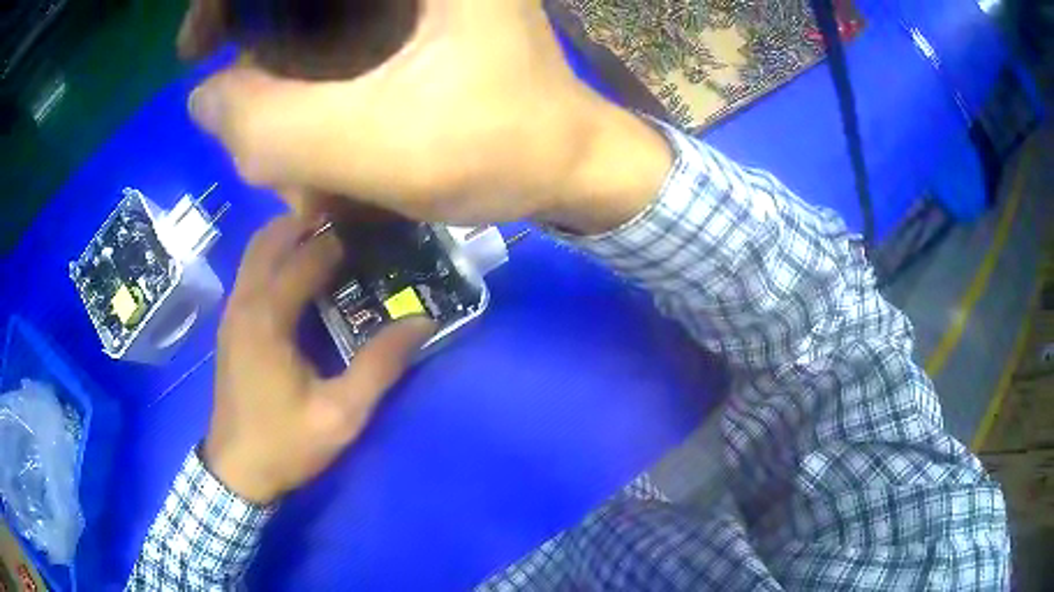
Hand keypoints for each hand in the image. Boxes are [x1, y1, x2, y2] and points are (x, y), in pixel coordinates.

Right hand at [179, 0, 670, 233]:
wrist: (568, 161)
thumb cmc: (499, 149)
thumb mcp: (378, 144)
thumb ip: (273, 126)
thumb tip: (203, 97)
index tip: (198, 47)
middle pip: (301, 0)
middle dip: (254, 45)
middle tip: (234, 106)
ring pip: (315, 18)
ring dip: (282, 78)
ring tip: (290, 152)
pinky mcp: (419, 16)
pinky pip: (340, 34)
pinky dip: (311, 79)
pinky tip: (317, 132)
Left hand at [204, 215, 434, 503]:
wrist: (236, 471)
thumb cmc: (285, 444)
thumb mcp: (341, 415)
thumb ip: (379, 366)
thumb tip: (421, 321)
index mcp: (268, 317)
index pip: (307, 256)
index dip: (343, 240)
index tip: (375, 234)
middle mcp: (244, 301)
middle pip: (272, 237)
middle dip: (310, 223)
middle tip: (352, 229)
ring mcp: (232, 311)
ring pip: (256, 250)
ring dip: (289, 236)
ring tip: (328, 242)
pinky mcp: (230, 324)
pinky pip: (251, 271)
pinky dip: (275, 257)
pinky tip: (299, 275)